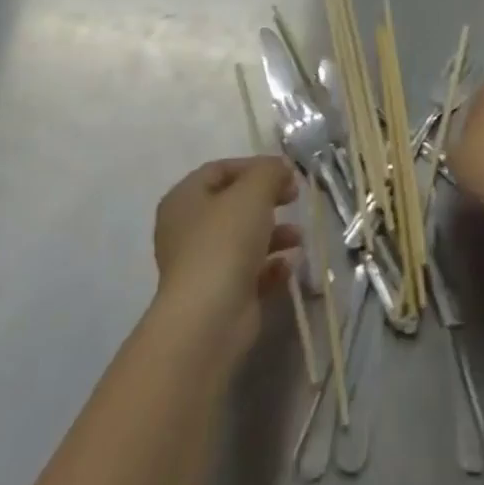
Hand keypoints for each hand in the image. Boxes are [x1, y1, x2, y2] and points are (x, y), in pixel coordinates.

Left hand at [152, 156, 301, 357]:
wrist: (209, 318)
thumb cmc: (225, 241)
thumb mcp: (253, 191)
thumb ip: (270, 171)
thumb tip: (281, 169)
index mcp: (184, 199)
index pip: (220, 170)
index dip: (254, 166)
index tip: (285, 172)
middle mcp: (187, 230)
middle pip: (233, 204)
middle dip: (267, 199)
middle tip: (294, 198)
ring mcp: (202, 265)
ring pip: (243, 239)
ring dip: (275, 234)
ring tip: (299, 237)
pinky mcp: (219, 295)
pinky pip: (249, 271)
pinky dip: (271, 266)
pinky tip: (289, 266)